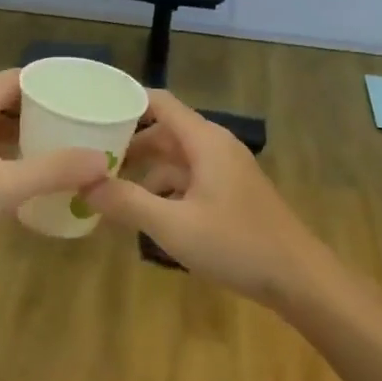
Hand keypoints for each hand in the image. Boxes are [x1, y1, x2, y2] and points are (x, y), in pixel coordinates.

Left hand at [0, 70, 109, 269]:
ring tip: (55, 137)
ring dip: (18, 127)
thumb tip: (102, 158)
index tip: (75, 89)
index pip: (9, 78)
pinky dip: (4, 148)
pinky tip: (23, 168)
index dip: (42, 80)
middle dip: (34, 103)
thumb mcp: (7, 188)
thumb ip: (55, 170)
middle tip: (72, 114)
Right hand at [81, 90, 331, 306]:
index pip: (159, 102)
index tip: (89, 112)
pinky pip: (188, 181)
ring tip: (108, 194)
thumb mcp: (173, 226)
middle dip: (127, 145)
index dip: (124, 102)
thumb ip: (127, 202)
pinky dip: (164, 192)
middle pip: (163, 133)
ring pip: (175, 161)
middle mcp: (215, 147)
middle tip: (87, 161)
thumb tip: (83, 183)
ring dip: (144, 174)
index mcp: (204, 141)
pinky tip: (144, 217)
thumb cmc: (236, 244)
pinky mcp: (230, 195)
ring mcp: (225, 172)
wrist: (298, 278)